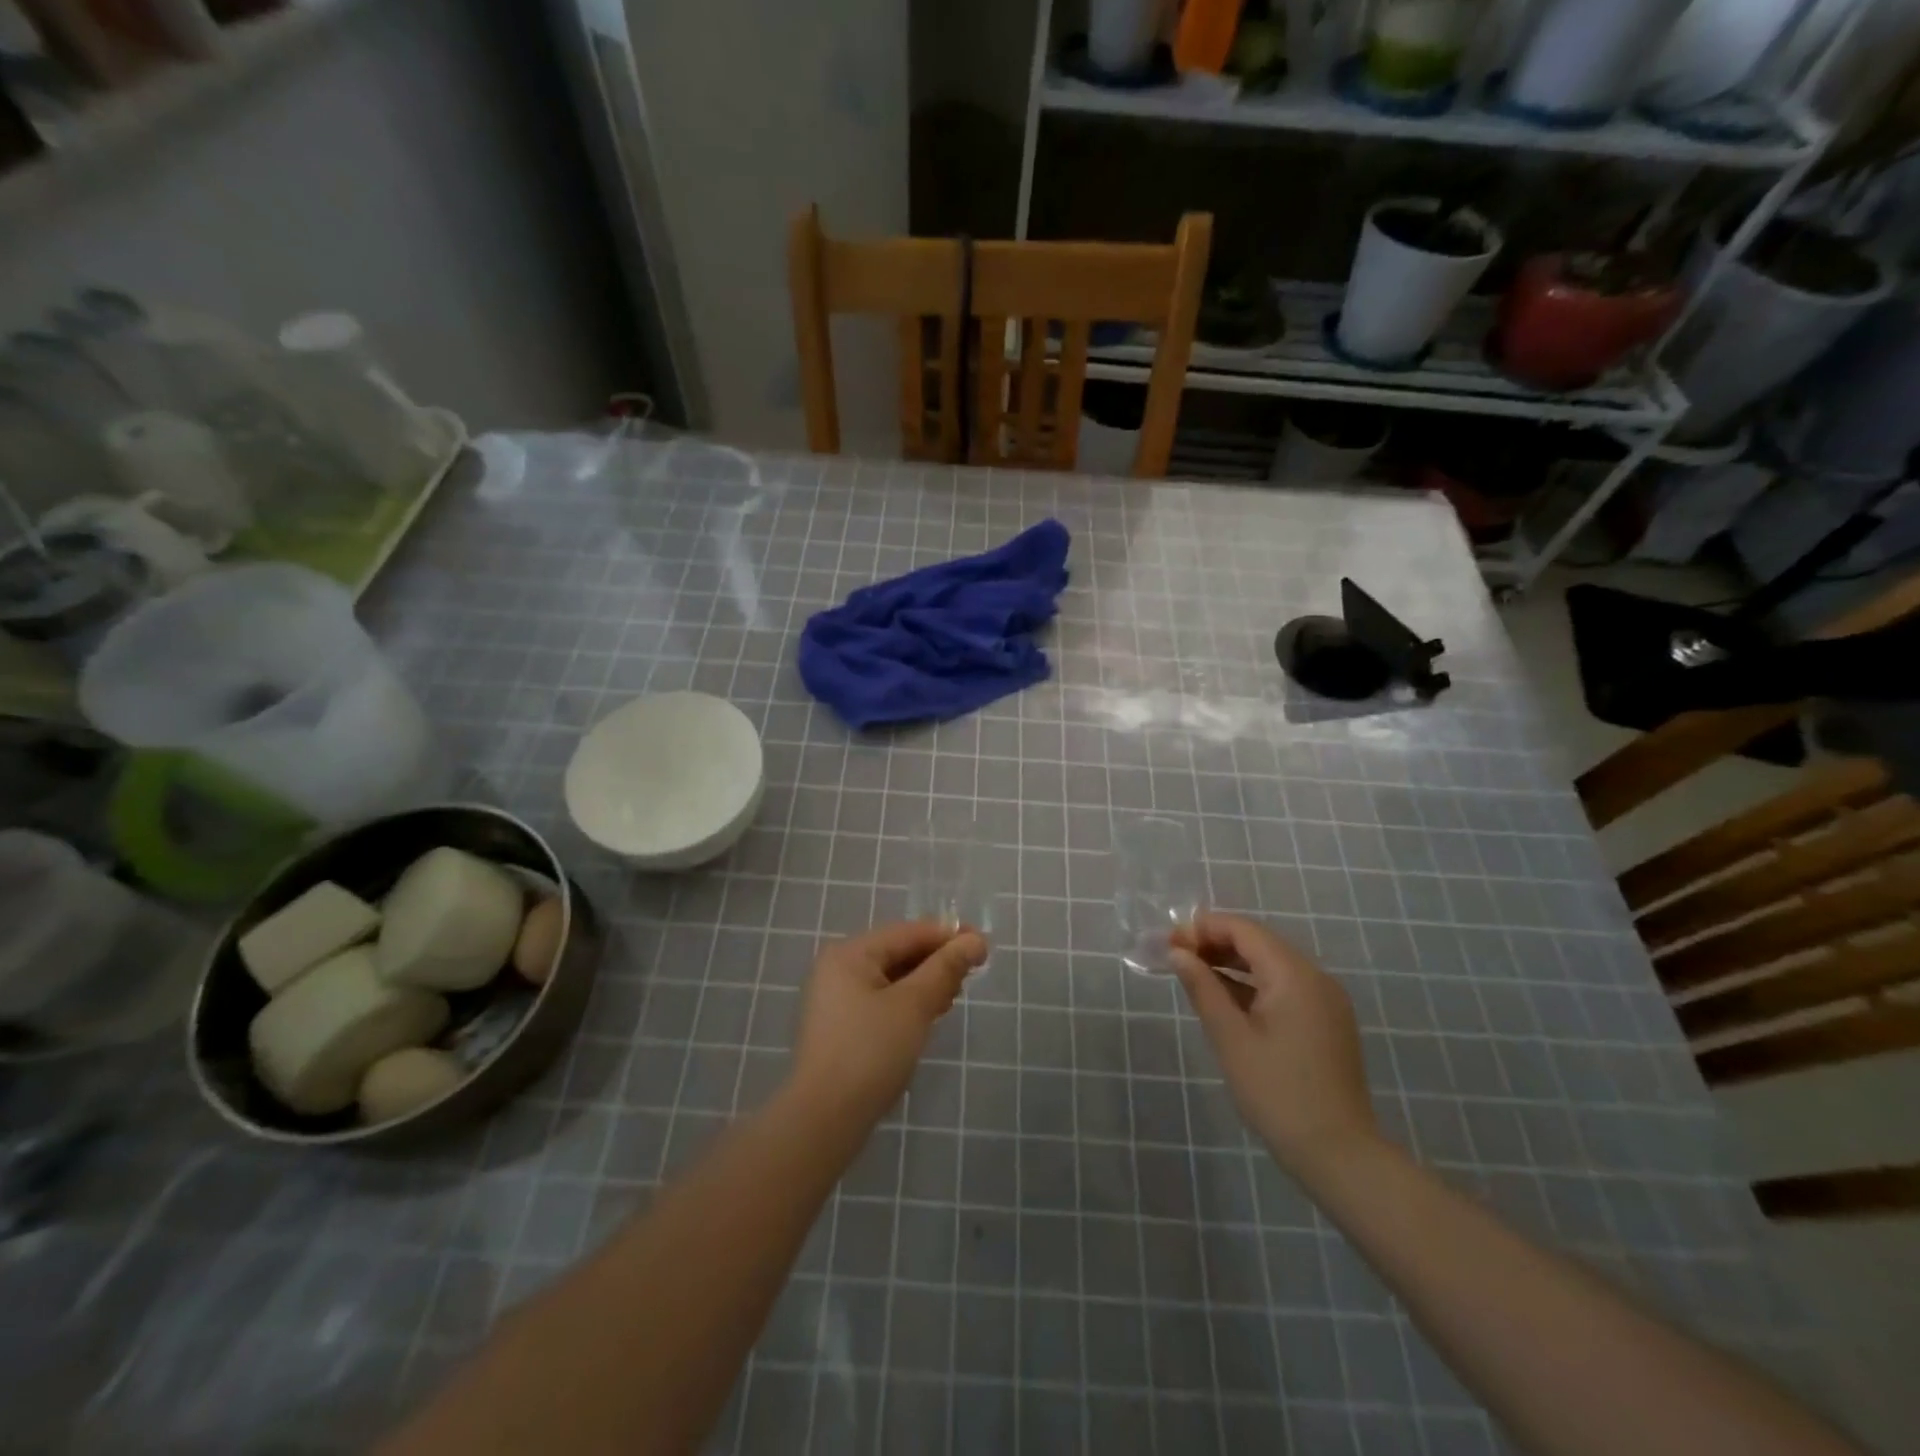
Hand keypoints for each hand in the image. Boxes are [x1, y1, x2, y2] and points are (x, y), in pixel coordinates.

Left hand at [789, 921, 986, 1125]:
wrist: (824, 1120)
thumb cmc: (870, 1052)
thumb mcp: (914, 1005)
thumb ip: (945, 968)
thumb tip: (974, 940)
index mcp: (850, 954)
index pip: (908, 932)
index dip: (948, 937)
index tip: (985, 946)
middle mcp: (839, 969)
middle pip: (899, 952)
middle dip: (937, 961)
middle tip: (972, 976)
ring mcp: (836, 1000)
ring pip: (892, 979)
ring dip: (926, 984)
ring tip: (954, 998)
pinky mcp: (842, 1027)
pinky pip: (882, 1001)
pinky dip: (909, 1003)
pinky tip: (930, 1016)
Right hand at [1169, 912, 1378, 1177]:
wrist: (1338, 1154)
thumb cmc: (1277, 1092)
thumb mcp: (1230, 1037)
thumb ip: (1203, 988)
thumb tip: (1178, 953)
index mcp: (1294, 974)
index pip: (1244, 930)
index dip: (1203, 928)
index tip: (1168, 943)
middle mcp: (1315, 977)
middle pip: (1259, 943)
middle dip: (1215, 943)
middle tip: (1175, 957)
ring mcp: (1325, 1000)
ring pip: (1271, 964)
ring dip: (1232, 963)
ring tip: (1192, 974)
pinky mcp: (1326, 1021)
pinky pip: (1284, 987)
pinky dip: (1252, 985)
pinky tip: (1225, 998)